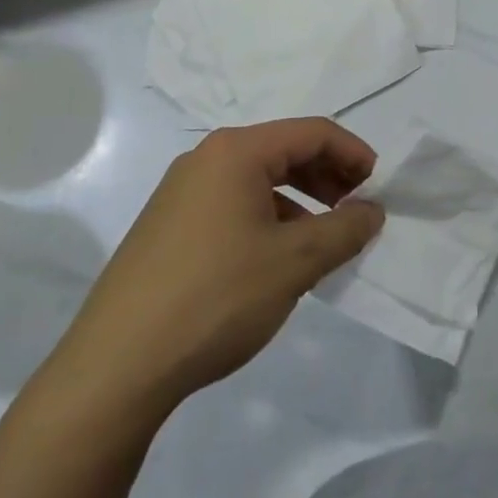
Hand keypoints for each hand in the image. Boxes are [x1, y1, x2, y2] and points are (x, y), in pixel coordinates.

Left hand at [50, 119, 383, 420]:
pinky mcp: (168, 227)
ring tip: (323, 241)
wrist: (117, 365)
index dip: (354, 154)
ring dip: (301, 203)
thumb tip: (372, 211)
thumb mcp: (295, 262)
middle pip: (284, 151)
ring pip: (258, 182)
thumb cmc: (217, 297)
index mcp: (236, 152)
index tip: (379, 188)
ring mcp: (181, 193)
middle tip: (356, 213)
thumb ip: (345, 230)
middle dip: (328, 177)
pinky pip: (233, 207)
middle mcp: (206, 160)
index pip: (313, 132)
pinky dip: (268, 221)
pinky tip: (278, 261)